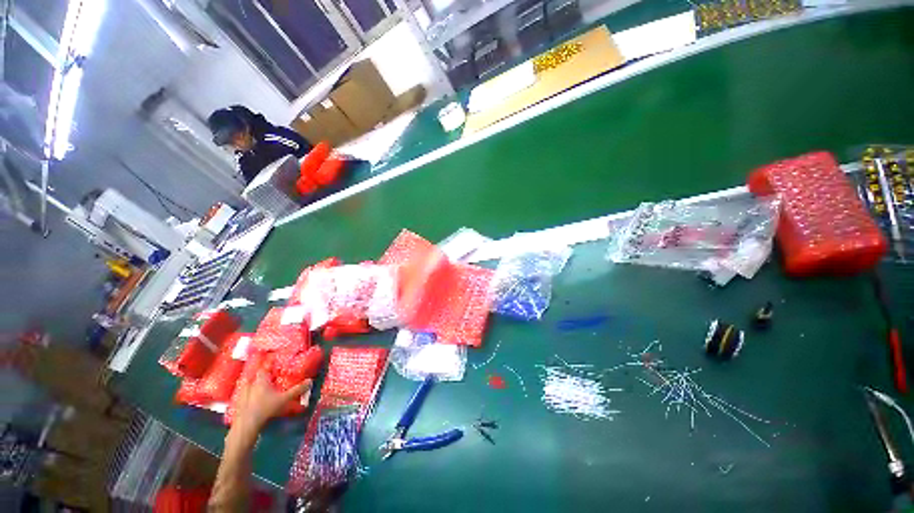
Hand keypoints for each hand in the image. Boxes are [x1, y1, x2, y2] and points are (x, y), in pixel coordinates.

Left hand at [231, 370, 311, 438]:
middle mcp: (250, 385)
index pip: (264, 368)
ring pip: (248, 387)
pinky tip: (253, 403)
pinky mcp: (238, 406)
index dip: (269, 365)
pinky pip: (244, 398)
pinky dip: (248, 398)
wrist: (246, 425)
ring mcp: (242, 396)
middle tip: (269, 379)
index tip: (274, 364)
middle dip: (261, 378)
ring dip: (254, 388)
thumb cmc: (266, 408)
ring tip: (260, 391)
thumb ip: (297, 390)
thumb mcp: (285, 399)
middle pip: (255, 377)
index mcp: (261, 380)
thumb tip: (310, 381)